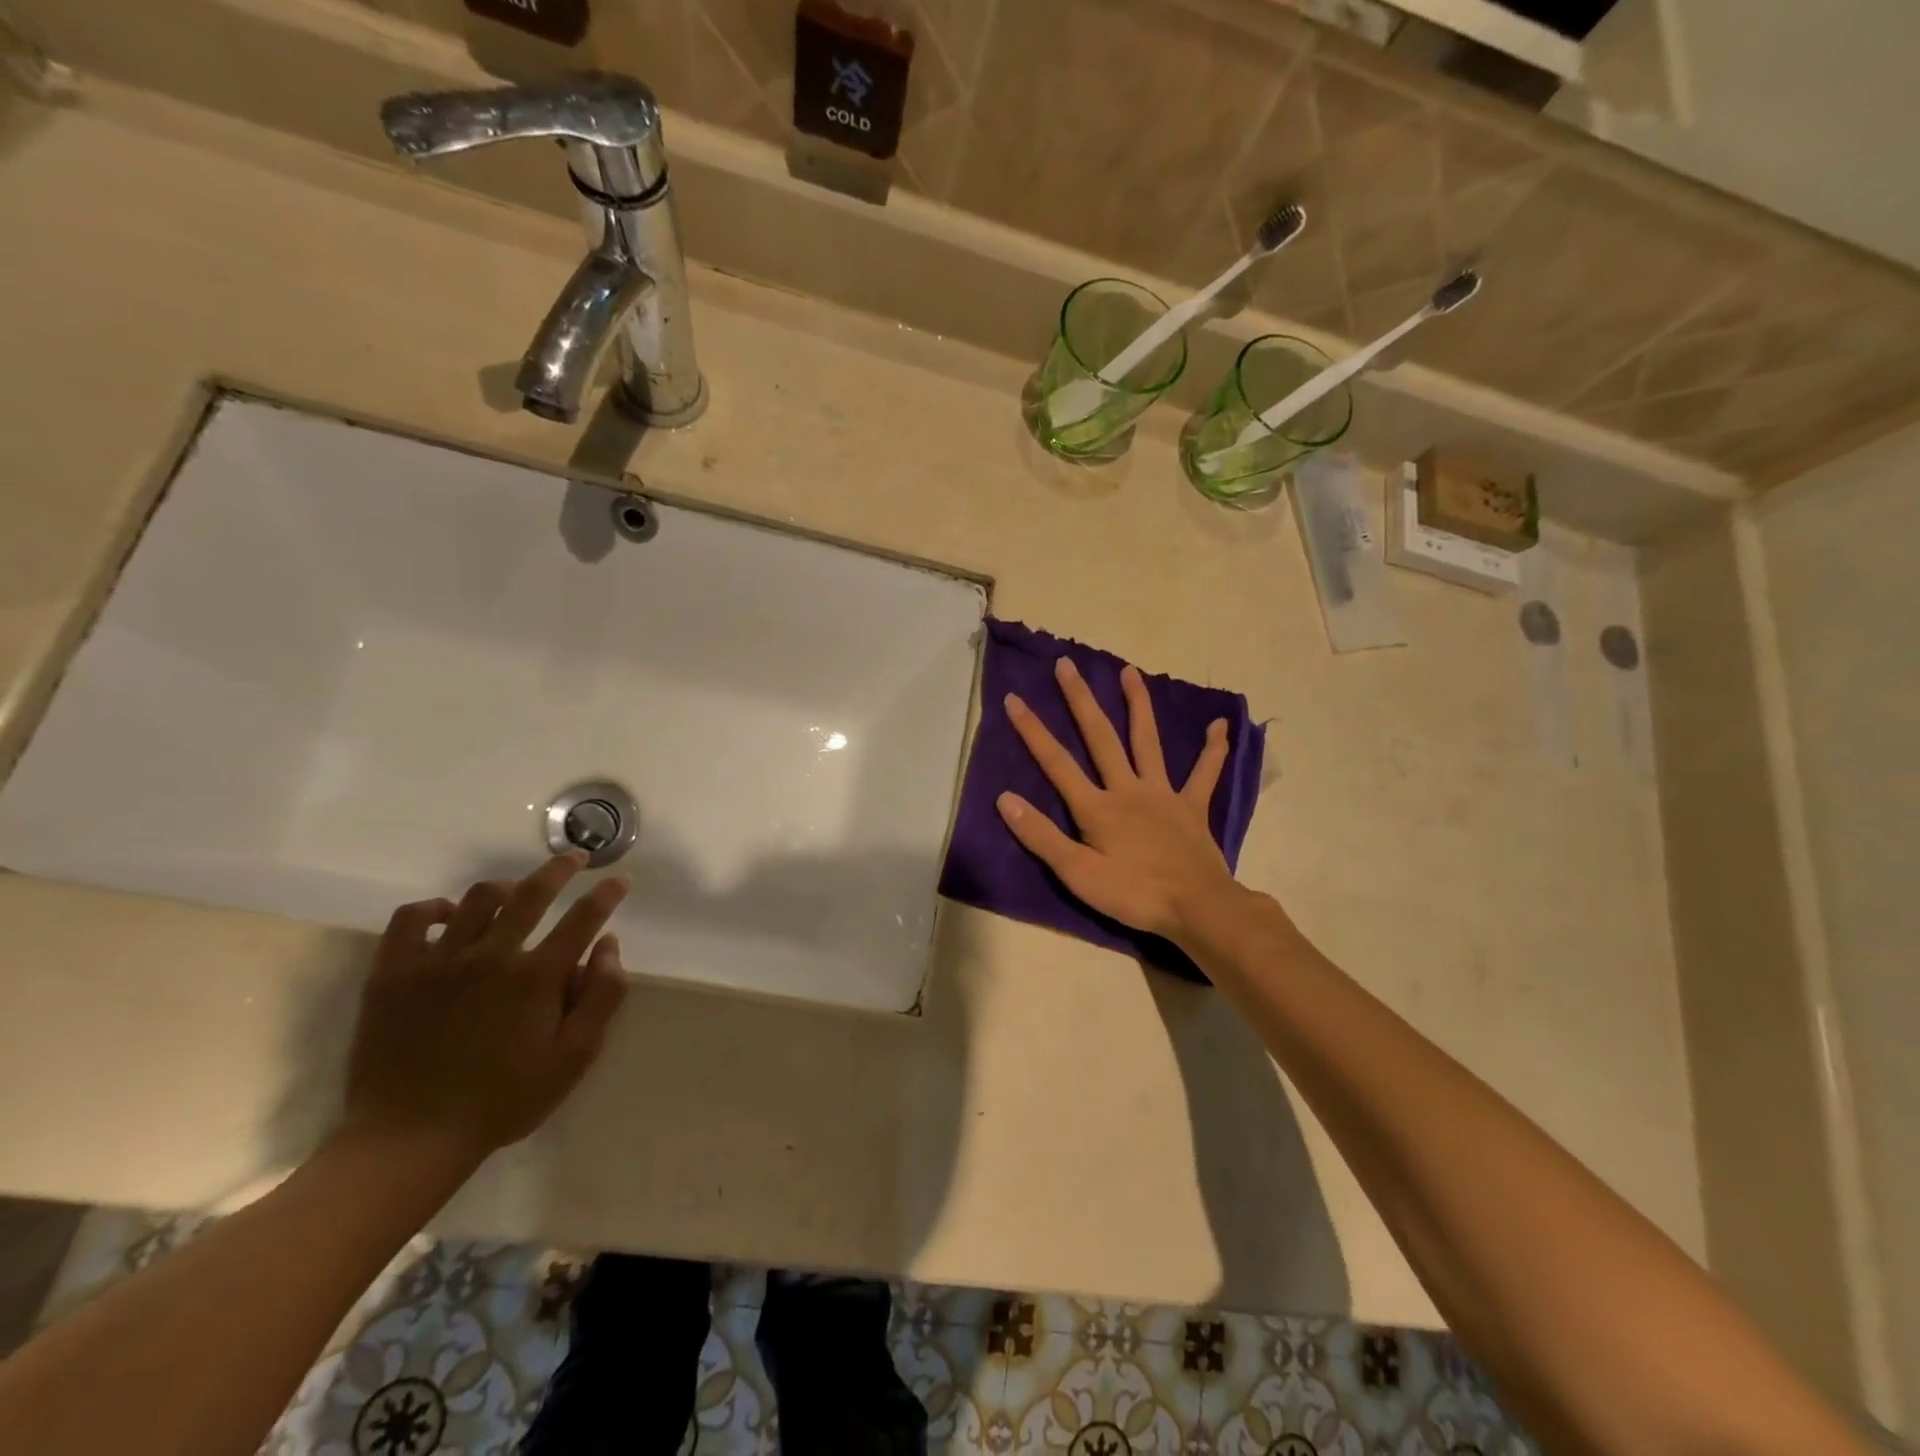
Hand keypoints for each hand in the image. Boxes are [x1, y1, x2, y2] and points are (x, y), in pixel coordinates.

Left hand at [344, 852, 629, 1164]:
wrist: (410, 1138)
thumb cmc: (504, 1099)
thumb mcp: (574, 1057)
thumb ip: (602, 996)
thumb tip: (608, 945)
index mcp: (537, 977)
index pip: (583, 918)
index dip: (607, 894)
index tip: (619, 881)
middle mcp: (491, 956)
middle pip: (532, 893)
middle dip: (560, 869)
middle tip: (575, 858)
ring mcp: (438, 961)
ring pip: (478, 898)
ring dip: (507, 886)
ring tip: (518, 892)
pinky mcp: (393, 973)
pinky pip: (411, 919)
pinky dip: (434, 908)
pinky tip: (449, 916)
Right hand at [998, 657, 1240, 942]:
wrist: (1197, 908)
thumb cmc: (1133, 894)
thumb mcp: (1077, 874)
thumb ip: (1041, 836)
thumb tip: (1005, 799)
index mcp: (1097, 807)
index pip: (1056, 762)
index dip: (1033, 731)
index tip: (1014, 699)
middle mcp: (1127, 789)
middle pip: (1100, 737)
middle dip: (1080, 700)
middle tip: (1067, 664)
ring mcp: (1163, 794)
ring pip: (1148, 741)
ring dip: (1138, 704)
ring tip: (1130, 670)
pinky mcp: (1192, 807)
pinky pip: (1204, 774)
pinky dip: (1213, 750)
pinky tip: (1220, 726)